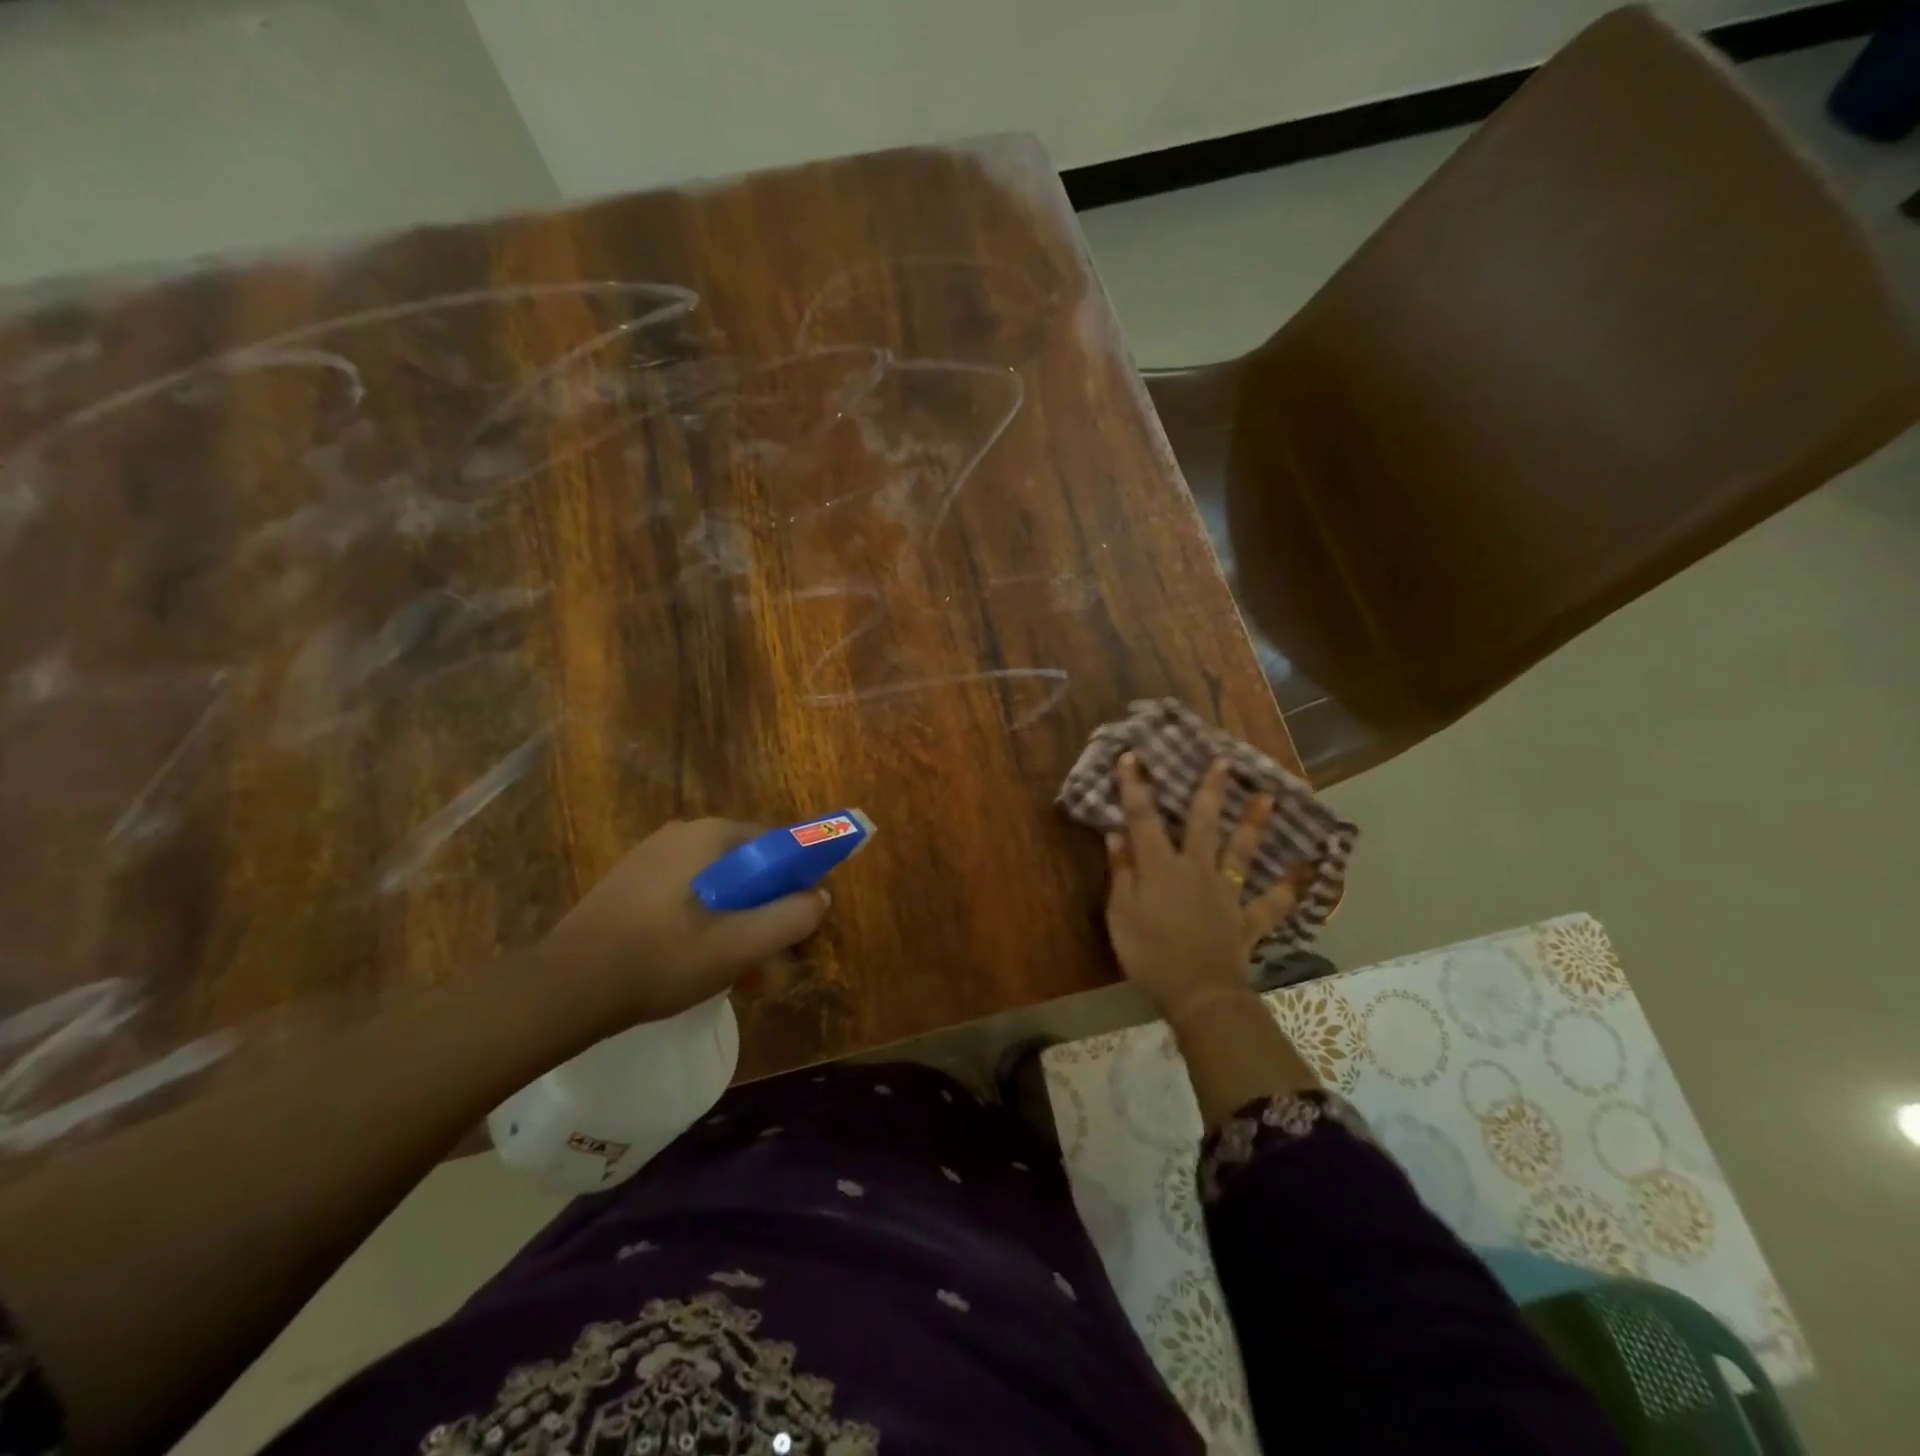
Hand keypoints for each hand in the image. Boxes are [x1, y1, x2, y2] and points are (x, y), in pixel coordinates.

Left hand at [539, 819, 829, 1024]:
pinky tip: (698, 966)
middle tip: (769, 965)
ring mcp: (652, 858)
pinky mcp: (631, 884)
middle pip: (749, 870)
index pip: (779, 847)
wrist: (564, 988)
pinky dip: (705, 926)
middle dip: (767, 916)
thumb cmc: (662, 958)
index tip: (799, 928)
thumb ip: (791, 917)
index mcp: (712, 835)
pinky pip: (687, 897)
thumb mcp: (740, 944)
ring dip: (738, 927)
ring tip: (738, 977)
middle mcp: (683, 834)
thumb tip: (820, 897)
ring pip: (718, 888)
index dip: (798, 886)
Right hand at [1104, 754, 1300, 1021]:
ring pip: (1241, 853)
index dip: (1135, 787)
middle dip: (1211, 791)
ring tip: (1269, 798)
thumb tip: (1117, 834)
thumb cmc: (1149, 953)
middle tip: (1224, 762)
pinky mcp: (1246, 920)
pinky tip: (1305, 872)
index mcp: (1161, 867)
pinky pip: (1271, 903)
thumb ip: (1121, 872)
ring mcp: (1226, 894)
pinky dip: (1288, 889)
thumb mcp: (1121, 913)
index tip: (1133, 756)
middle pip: (1203, 823)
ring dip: (1254, 824)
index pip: (1143, 818)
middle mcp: (1197, 870)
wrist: (1198, 993)